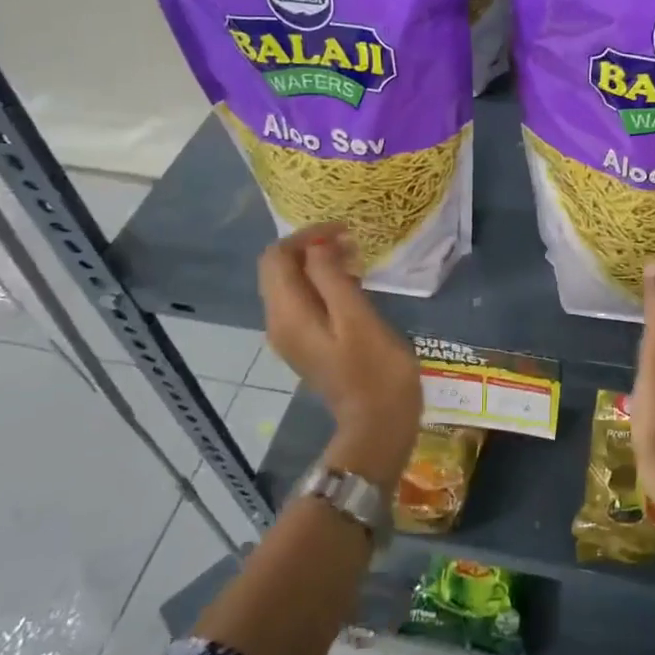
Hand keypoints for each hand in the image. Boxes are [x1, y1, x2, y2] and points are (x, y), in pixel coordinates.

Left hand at [258, 222, 420, 485]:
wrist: (378, 424)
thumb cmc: (375, 369)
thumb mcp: (357, 317)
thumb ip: (332, 277)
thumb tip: (318, 246)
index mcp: (287, 314)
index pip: (276, 257)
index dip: (306, 236)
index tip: (344, 231)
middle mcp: (278, 323)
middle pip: (278, 269)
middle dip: (310, 248)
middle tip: (351, 242)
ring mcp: (291, 336)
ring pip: (291, 285)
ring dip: (317, 265)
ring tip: (355, 259)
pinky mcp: (307, 344)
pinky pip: (303, 302)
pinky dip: (322, 285)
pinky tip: (352, 285)